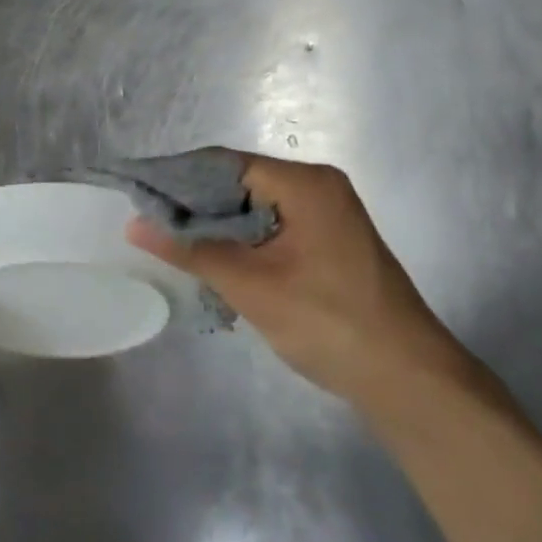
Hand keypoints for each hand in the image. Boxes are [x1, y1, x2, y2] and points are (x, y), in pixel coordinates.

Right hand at [128, 154, 469, 400]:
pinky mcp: (327, 241)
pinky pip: (271, 225)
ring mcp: (326, 214)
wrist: (407, 378)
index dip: (178, 177)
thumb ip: (191, 250)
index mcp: (305, 183)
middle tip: (148, 222)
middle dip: (194, 202)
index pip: (225, 164)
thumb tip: (134, 224)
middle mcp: (317, 187)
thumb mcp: (251, 286)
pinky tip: (211, 258)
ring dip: (215, 223)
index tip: (137, 194)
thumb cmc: (328, 322)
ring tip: (170, 240)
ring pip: (253, 206)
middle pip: (239, 181)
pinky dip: (240, 238)